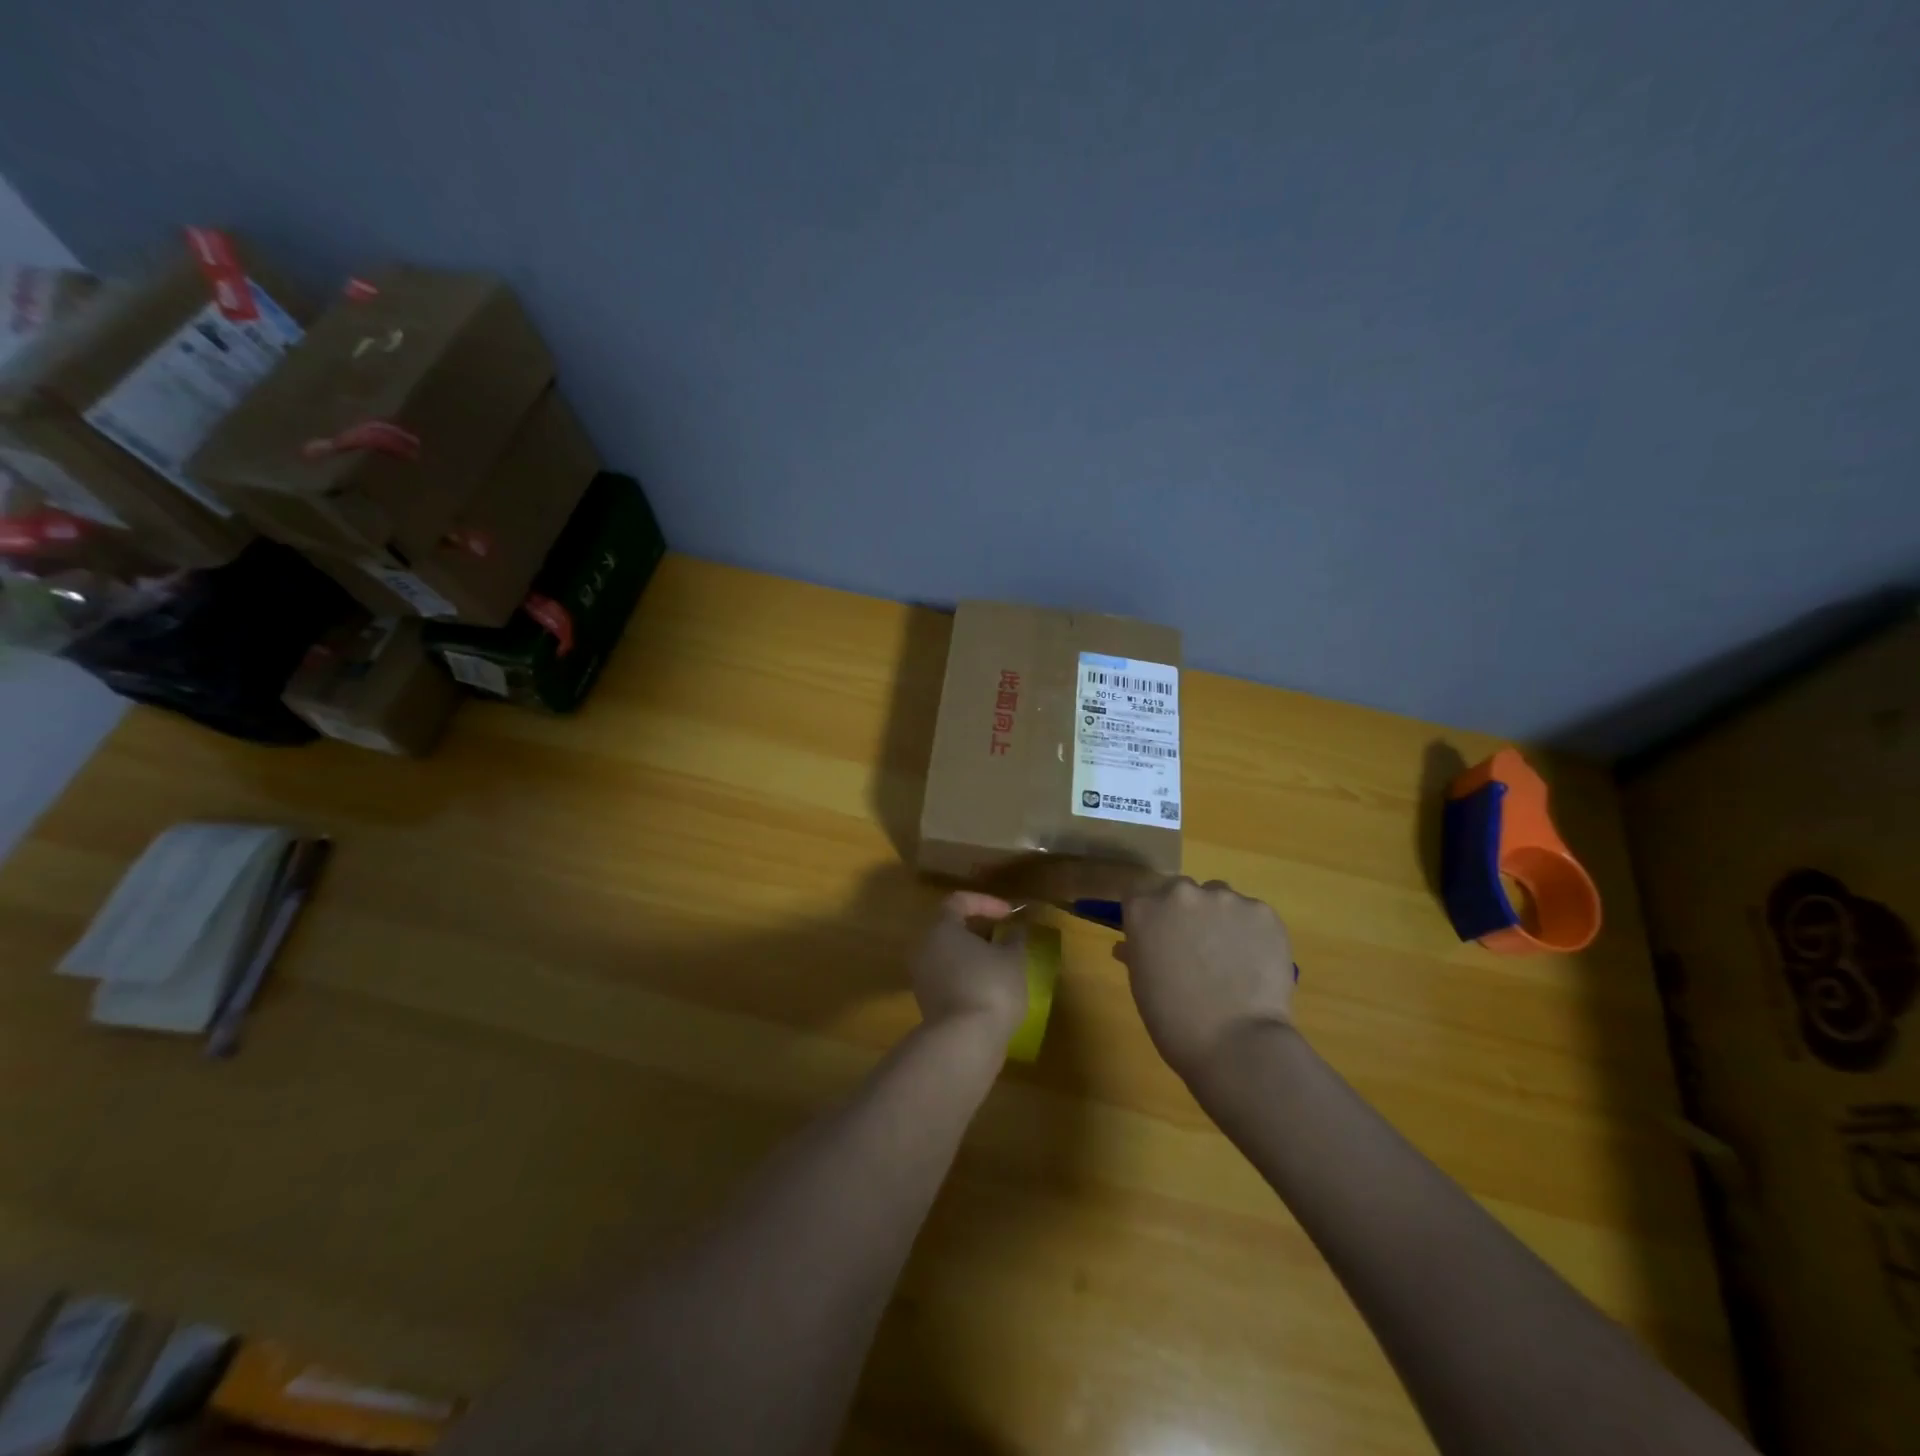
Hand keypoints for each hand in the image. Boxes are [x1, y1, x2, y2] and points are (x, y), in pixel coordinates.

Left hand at [912, 893, 1028, 1042]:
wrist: (964, 1043)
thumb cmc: (990, 987)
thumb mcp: (1013, 958)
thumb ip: (1014, 938)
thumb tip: (1015, 930)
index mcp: (942, 928)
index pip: (959, 901)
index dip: (986, 902)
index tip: (1010, 914)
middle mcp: (925, 948)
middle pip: (951, 929)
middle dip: (980, 931)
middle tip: (1005, 939)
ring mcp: (923, 978)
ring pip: (950, 956)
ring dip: (975, 957)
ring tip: (1002, 966)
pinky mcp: (928, 1004)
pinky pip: (949, 980)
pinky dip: (969, 978)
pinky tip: (992, 991)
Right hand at [1117, 878, 1296, 1079]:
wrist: (1236, 1044)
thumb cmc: (1174, 1021)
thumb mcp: (1143, 985)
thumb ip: (1137, 953)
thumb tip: (1130, 947)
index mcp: (1143, 908)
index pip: (1137, 892)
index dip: (1147, 912)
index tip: (1155, 933)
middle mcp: (1181, 893)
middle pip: (1180, 891)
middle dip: (1185, 914)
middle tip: (1195, 949)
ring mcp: (1225, 899)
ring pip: (1219, 899)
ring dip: (1219, 918)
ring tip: (1230, 957)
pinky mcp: (1262, 912)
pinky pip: (1252, 914)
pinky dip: (1251, 932)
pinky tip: (1255, 962)